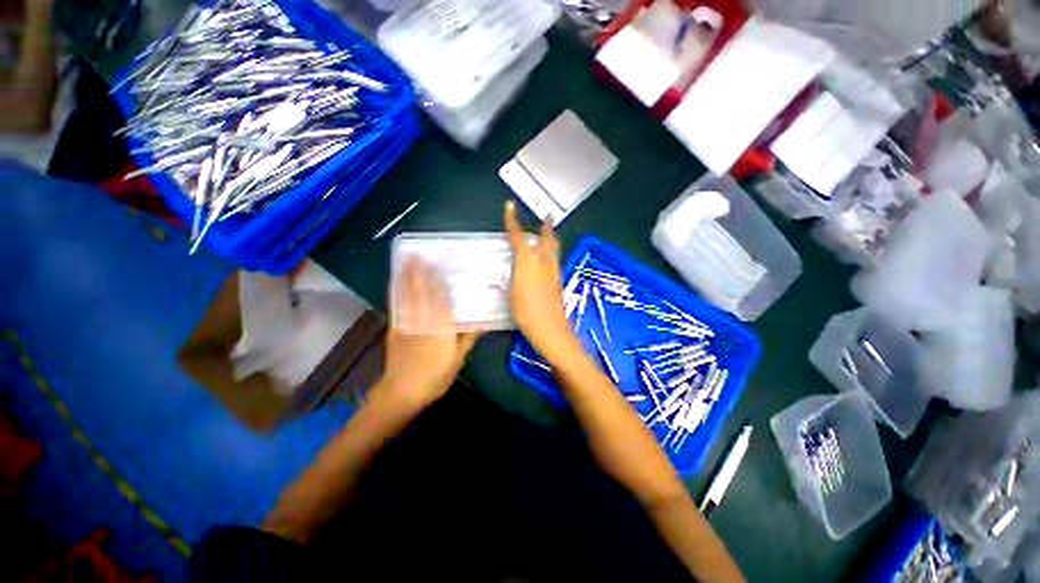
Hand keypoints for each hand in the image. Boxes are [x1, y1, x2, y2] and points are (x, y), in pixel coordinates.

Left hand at [379, 258, 479, 413]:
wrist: (402, 392)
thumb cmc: (435, 377)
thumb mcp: (458, 359)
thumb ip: (468, 338)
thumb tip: (483, 322)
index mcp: (440, 328)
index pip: (440, 300)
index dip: (438, 281)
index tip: (438, 265)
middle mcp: (423, 322)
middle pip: (421, 294)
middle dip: (418, 273)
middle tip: (418, 255)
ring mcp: (406, 324)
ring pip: (406, 297)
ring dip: (406, 278)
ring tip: (406, 262)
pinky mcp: (394, 329)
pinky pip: (396, 306)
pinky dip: (397, 292)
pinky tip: (396, 283)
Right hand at [504, 201, 576, 358]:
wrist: (551, 329)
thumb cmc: (526, 312)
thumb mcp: (511, 293)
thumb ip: (513, 276)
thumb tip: (514, 268)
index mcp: (528, 261)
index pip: (518, 236)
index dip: (512, 220)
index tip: (510, 205)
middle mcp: (544, 262)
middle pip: (547, 238)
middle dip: (546, 226)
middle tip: (546, 216)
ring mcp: (554, 272)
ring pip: (554, 248)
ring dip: (551, 238)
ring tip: (548, 233)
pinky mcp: (558, 282)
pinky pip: (555, 260)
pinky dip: (552, 253)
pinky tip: (548, 259)